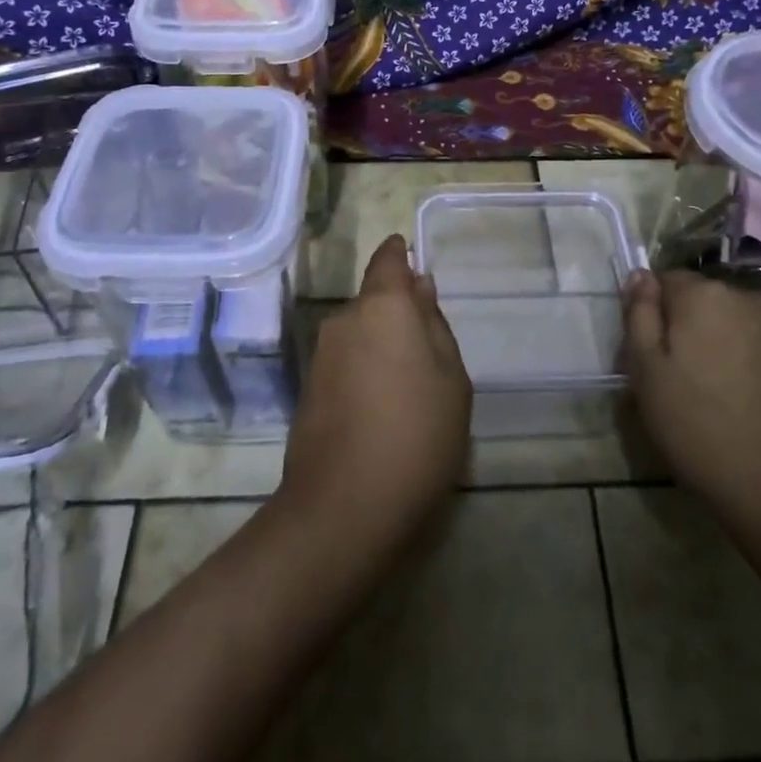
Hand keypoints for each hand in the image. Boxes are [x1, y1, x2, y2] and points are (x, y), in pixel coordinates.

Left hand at [281, 236, 471, 548]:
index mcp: (383, 306)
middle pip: (374, 301)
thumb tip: (419, 288)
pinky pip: (346, 362)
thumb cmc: (417, 434)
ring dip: (381, 346)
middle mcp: (344, 320)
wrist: (345, 507)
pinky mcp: (308, 389)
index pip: (387, 260)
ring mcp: (322, 356)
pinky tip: (382, 410)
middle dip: (398, 314)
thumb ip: (435, 325)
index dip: (399, 254)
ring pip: (360, 333)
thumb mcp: (451, 379)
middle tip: (429, 352)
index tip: (412, 258)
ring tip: (410, 390)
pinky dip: (365, 371)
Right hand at [622, 269, 760, 520]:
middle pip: (702, 300)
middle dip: (687, 327)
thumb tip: (640, 276)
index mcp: (703, 294)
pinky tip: (746, 403)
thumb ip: (639, 315)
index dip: (651, 315)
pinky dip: (749, 363)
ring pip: (734, 323)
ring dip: (720, 343)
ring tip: (714, 394)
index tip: (648, 355)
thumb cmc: (700, 426)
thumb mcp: (646, 372)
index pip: (664, 280)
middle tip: (676, 379)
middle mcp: (746, 296)